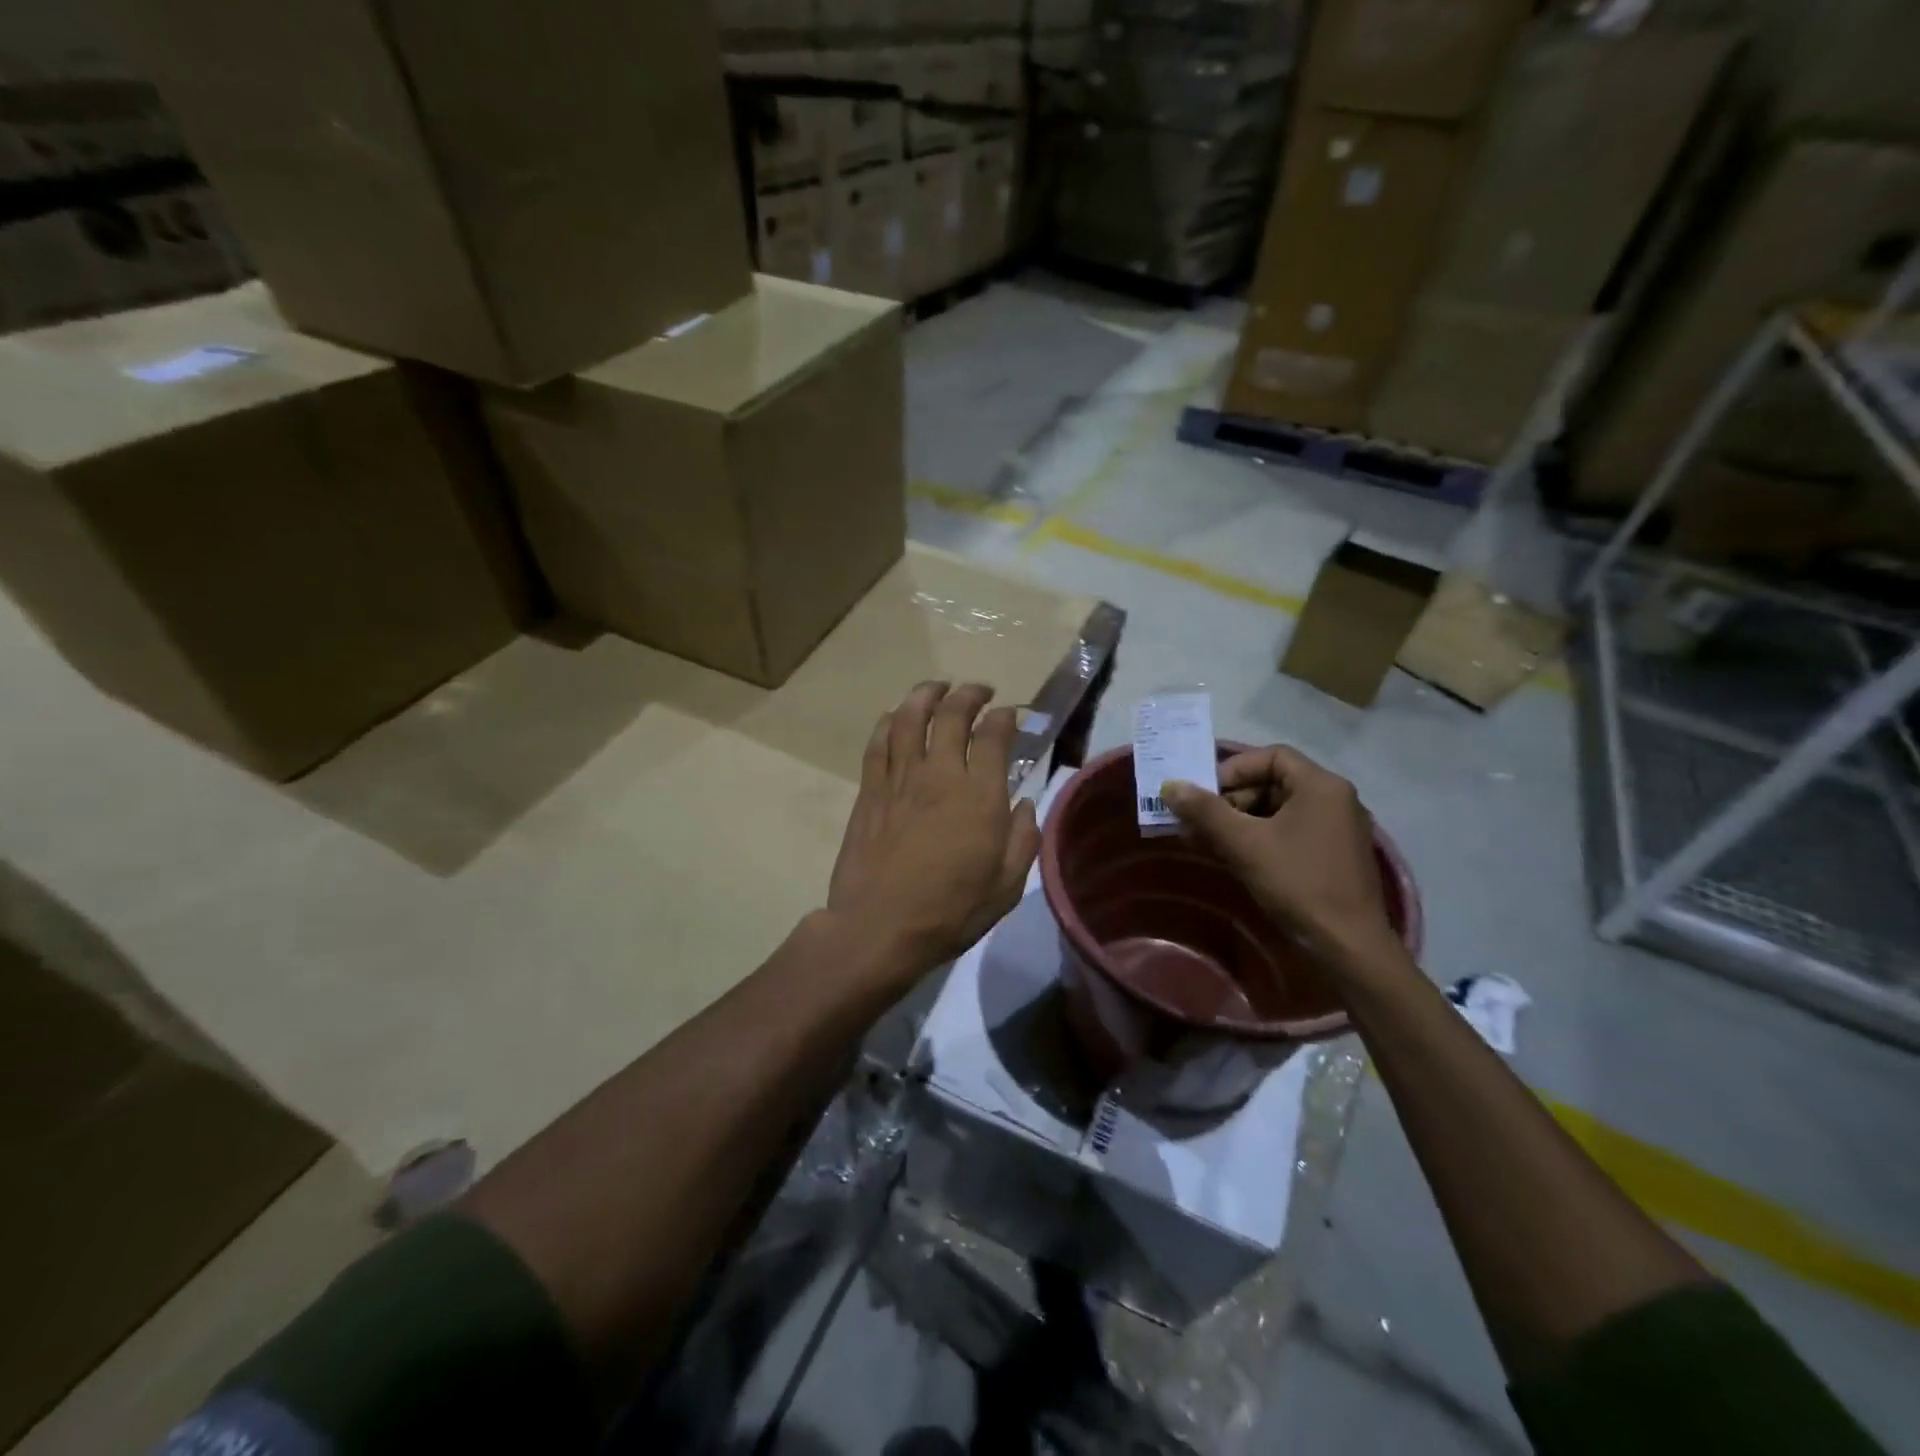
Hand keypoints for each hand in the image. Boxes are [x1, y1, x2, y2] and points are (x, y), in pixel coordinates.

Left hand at [827, 681, 1039, 980]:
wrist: (880, 927)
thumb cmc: (950, 911)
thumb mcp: (1006, 886)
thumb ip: (1023, 840)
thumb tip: (1025, 805)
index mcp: (979, 794)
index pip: (993, 735)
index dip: (1006, 717)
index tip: (1011, 715)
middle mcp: (939, 774)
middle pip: (951, 714)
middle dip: (969, 694)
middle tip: (979, 691)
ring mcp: (899, 779)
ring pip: (909, 718)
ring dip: (926, 694)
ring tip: (938, 687)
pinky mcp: (870, 791)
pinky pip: (878, 743)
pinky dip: (888, 722)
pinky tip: (894, 717)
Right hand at [1163, 746, 1402, 971]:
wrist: (1348, 946)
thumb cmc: (1297, 883)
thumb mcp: (1244, 844)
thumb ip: (1205, 811)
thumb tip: (1170, 786)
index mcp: (1321, 785)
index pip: (1271, 756)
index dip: (1233, 770)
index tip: (1205, 795)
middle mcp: (1335, 798)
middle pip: (1274, 782)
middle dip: (1232, 799)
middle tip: (1201, 823)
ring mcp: (1338, 828)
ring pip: (1280, 809)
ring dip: (1242, 821)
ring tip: (1211, 842)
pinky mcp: (1335, 855)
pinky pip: (1292, 831)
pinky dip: (1262, 837)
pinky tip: (1237, 858)